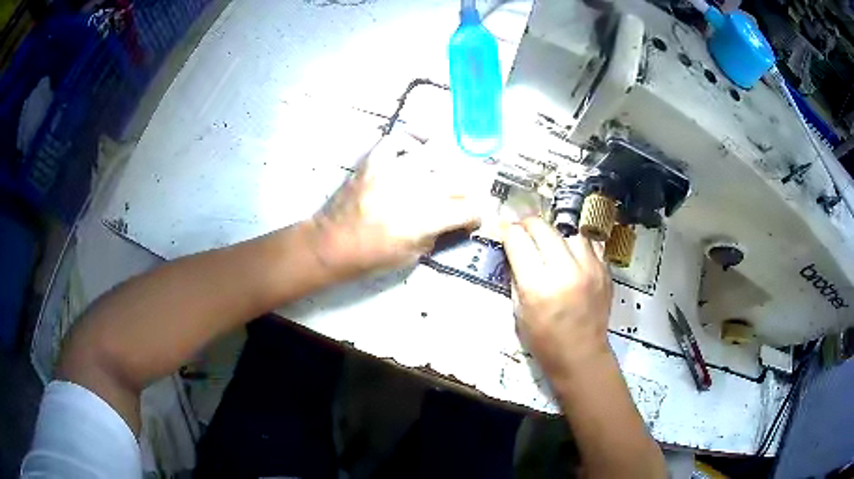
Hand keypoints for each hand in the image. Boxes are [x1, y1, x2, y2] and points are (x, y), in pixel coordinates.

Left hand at [310, 133, 481, 279]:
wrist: (331, 244)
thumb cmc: (371, 257)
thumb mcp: (412, 256)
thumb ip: (438, 233)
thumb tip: (454, 220)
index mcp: (427, 218)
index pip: (469, 208)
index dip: (477, 215)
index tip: (471, 220)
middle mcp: (415, 188)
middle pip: (458, 179)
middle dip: (466, 191)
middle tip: (459, 199)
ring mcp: (393, 169)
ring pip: (435, 153)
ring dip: (445, 164)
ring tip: (442, 173)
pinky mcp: (374, 160)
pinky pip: (397, 139)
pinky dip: (410, 141)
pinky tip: (415, 151)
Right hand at [502, 217, 612, 376]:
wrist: (581, 355)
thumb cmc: (543, 340)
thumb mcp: (518, 310)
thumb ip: (516, 275)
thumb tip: (514, 248)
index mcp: (538, 286)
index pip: (518, 239)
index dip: (507, 232)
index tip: (505, 232)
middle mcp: (565, 271)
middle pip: (542, 227)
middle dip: (528, 226)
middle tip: (524, 233)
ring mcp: (590, 268)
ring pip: (568, 230)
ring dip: (555, 234)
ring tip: (551, 246)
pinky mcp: (605, 270)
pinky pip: (589, 243)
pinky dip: (577, 244)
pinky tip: (572, 255)